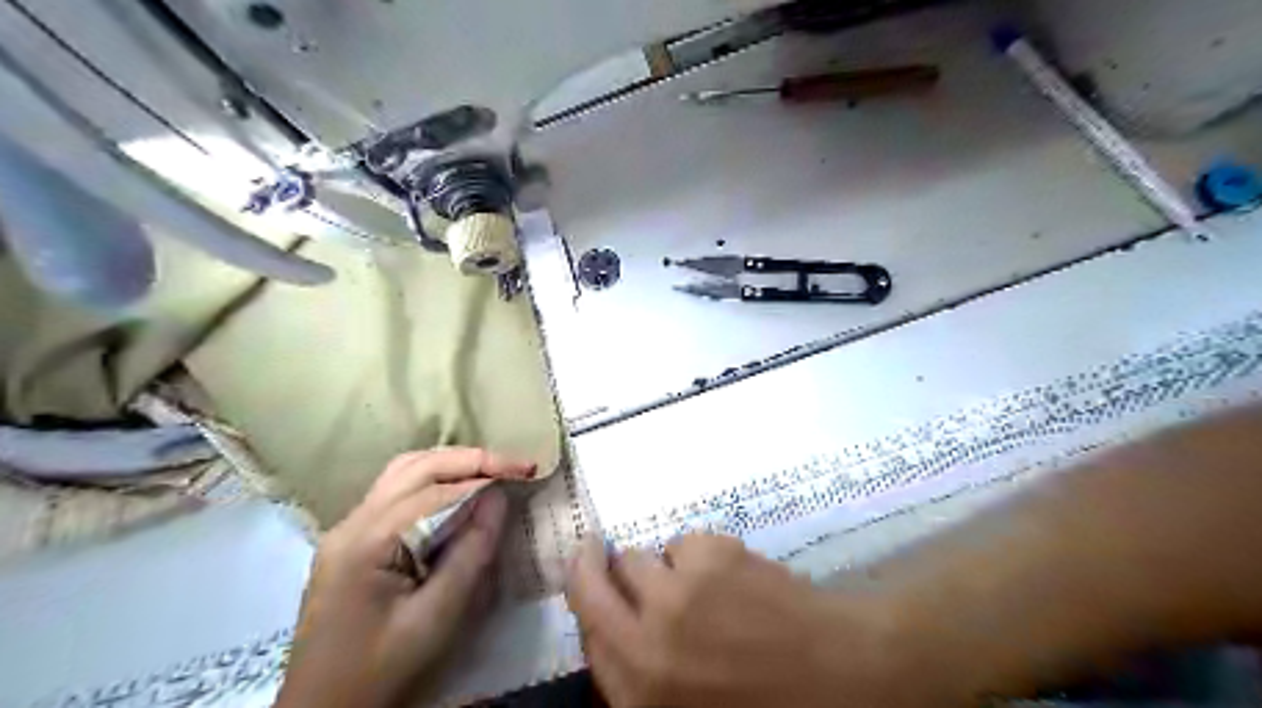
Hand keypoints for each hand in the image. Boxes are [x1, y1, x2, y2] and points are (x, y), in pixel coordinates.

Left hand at [278, 447, 529, 706]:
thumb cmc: (382, 672)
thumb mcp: (436, 618)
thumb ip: (470, 553)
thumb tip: (498, 497)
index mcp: (367, 541)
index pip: (435, 490)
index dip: (485, 474)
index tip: (527, 471)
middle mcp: (352, 524)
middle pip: (415, 467)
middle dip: (469, 460)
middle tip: (514, 466)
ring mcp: (347, 531)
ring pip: (403, 474)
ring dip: (450, 466)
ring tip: (491, 473)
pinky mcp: (352, 544)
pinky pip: (396, 494)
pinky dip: (433, 484)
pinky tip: (457, 496)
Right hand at [568, 537, 928, 706]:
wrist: (846, 675)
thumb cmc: (766, 702)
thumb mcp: (687, 706)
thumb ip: (641, 675)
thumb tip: (611, 630)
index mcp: (640, 692)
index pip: (585, 632)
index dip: (586, 604)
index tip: (588, 585)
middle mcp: (646, 639)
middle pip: (588, 581)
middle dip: (587, 562)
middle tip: (593, 550)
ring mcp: (678, 591)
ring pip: (638, 557)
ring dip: (658, 568)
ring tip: (696, 585)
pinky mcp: (711, 554)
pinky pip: (683, 544)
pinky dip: (698, 557)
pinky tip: (732, 579)